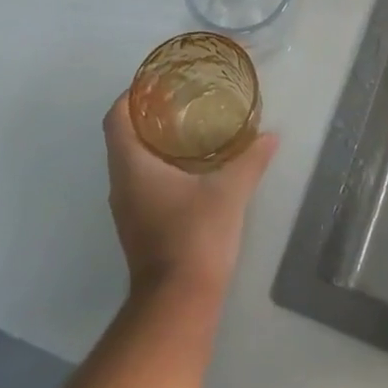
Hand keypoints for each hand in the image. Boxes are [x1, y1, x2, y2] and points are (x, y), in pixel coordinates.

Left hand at [104, 92, 278, 300]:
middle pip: (123, 137)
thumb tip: (271, 135)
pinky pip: (141, 182)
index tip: (156, 82)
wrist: (178, 305)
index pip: (116, 118)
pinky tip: (191, 167)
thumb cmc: (195, 237)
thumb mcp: (229, 192)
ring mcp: (127, 209)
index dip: (131, 95)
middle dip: (148, 115)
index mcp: (132, 167)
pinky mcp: (138, 227)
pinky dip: (159, 166)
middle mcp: (121, 184)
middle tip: (182, 99)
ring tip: (190, 127)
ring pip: (132, 162)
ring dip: (154, 142)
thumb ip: (250, 160)